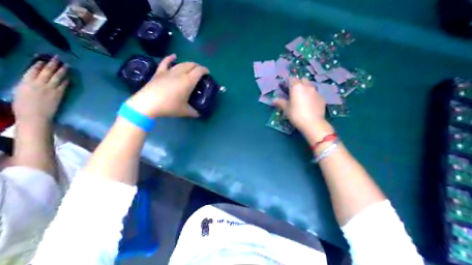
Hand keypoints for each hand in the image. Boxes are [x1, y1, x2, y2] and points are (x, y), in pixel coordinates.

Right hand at [13, 56, 69, 123]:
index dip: (39, 64)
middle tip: (58, 58)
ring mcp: (50, 88)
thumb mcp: (19, 92)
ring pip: (58, 76)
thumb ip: (25, 84)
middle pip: (47, 70)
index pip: (33, 70)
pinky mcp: (59, 94)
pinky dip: (67, 80)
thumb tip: (31, 79)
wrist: (34, 117)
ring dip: (63, 70)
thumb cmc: (22, 107)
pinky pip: (64, 85)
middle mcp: (39, 83)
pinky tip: (69, 77)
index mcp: (26, 82)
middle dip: (53, 63)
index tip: (43, 60)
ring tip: (67, 65)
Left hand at [125, 54, 207, 116]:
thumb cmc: (169, 107)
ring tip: (191, 67)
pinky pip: (165, 62)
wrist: (148, 103)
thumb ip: (193, 112)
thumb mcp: (184, 111)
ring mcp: (169, 71)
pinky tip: (174, 56)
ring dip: (188, 64)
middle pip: (191, 65)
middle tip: (200, 72)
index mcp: (189, 81)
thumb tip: (199, 114)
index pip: (199, 71)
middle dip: (197, 66)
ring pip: (181, 63)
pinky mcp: (159, 72)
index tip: (208, 73)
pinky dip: (170, 58)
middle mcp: (180, 73)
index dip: (205, 70)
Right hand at [271, 77, 332, 141]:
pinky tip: (310, 104)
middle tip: (294, 92)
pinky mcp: (322, 98)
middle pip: (303, 80)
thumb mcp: (286, 109)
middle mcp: (307, 86)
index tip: (285, 87)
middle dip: (299, 83)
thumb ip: (281, 102)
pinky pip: (316, 94)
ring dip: (306, 89)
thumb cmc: (296, 115)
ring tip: (303, 97)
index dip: (288, 82)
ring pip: (310, 86)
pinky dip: (312, 96)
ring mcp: (316, 92)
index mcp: (297, 87)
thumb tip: (274, 100)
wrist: (313, 123)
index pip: (291, 79)